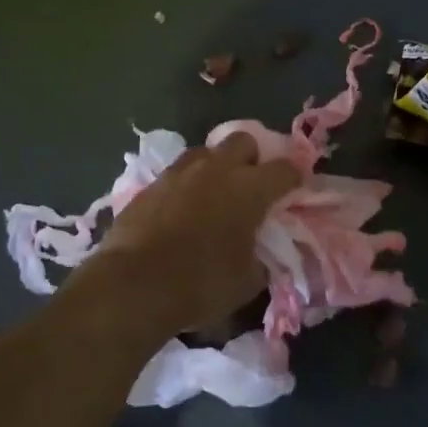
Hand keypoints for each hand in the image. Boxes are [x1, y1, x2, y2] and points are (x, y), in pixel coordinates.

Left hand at [94, 133, 299, 336]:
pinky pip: (177, 173)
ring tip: (214, 192)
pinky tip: (182, 209)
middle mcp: (217, 170)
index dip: (294, 178)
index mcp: (250, 189)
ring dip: (216, 166)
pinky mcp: (150, 185)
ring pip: (206, 151)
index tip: (295, 190)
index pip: (285, 169)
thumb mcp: (247, 282)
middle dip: (253, 157)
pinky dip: (186, 185)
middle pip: (244, 141)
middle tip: (251, 184)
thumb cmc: (200, 284)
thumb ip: (261, 258)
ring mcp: (180, 173)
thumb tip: (260, 253)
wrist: (132, 286)